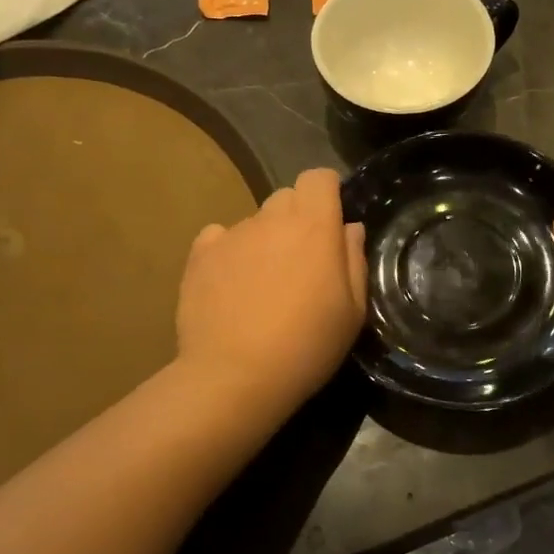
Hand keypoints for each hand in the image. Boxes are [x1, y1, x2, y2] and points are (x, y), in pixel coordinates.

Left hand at [176, 168, 366, 410]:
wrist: (235, 376)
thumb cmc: (307, 345)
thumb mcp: (352, 311)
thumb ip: (353, 260)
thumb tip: (349, 227)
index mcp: (313, 226)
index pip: (319, 177)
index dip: (328, 193)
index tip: (331, 222)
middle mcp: (270, 219)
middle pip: (287, 197)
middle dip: (297, 218)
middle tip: (301, 262)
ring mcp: (231, 234)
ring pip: (254, 221)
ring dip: (264, 240)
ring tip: (263, 285)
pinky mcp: (199, 254)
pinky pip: (219, 238)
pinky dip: (228, 253)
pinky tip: (231, 286)